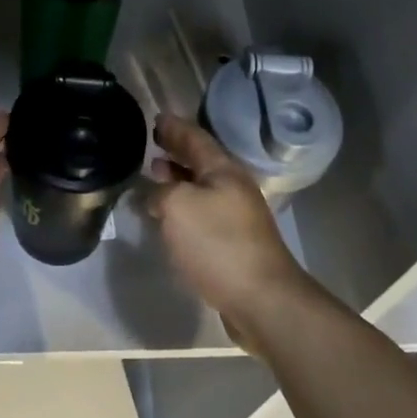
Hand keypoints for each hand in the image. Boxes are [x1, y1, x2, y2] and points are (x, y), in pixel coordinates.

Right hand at [145, 115, 311, 333]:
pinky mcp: (234, 243)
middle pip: (201, 161)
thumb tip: (153, 195)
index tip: (156, 118)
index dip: (175, 127)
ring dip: (179, 178)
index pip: (195, 137)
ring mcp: (237, 216)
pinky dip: (184, 205)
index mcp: (223, 170)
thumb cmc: (218, 243)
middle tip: (153, 142)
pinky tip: (170, 216)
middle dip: (177, 150)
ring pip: (202, 187)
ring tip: (156, 174)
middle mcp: (233, 187)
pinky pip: (203, 212)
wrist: (262, 299)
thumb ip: (160, 193)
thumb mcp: (178, 208)